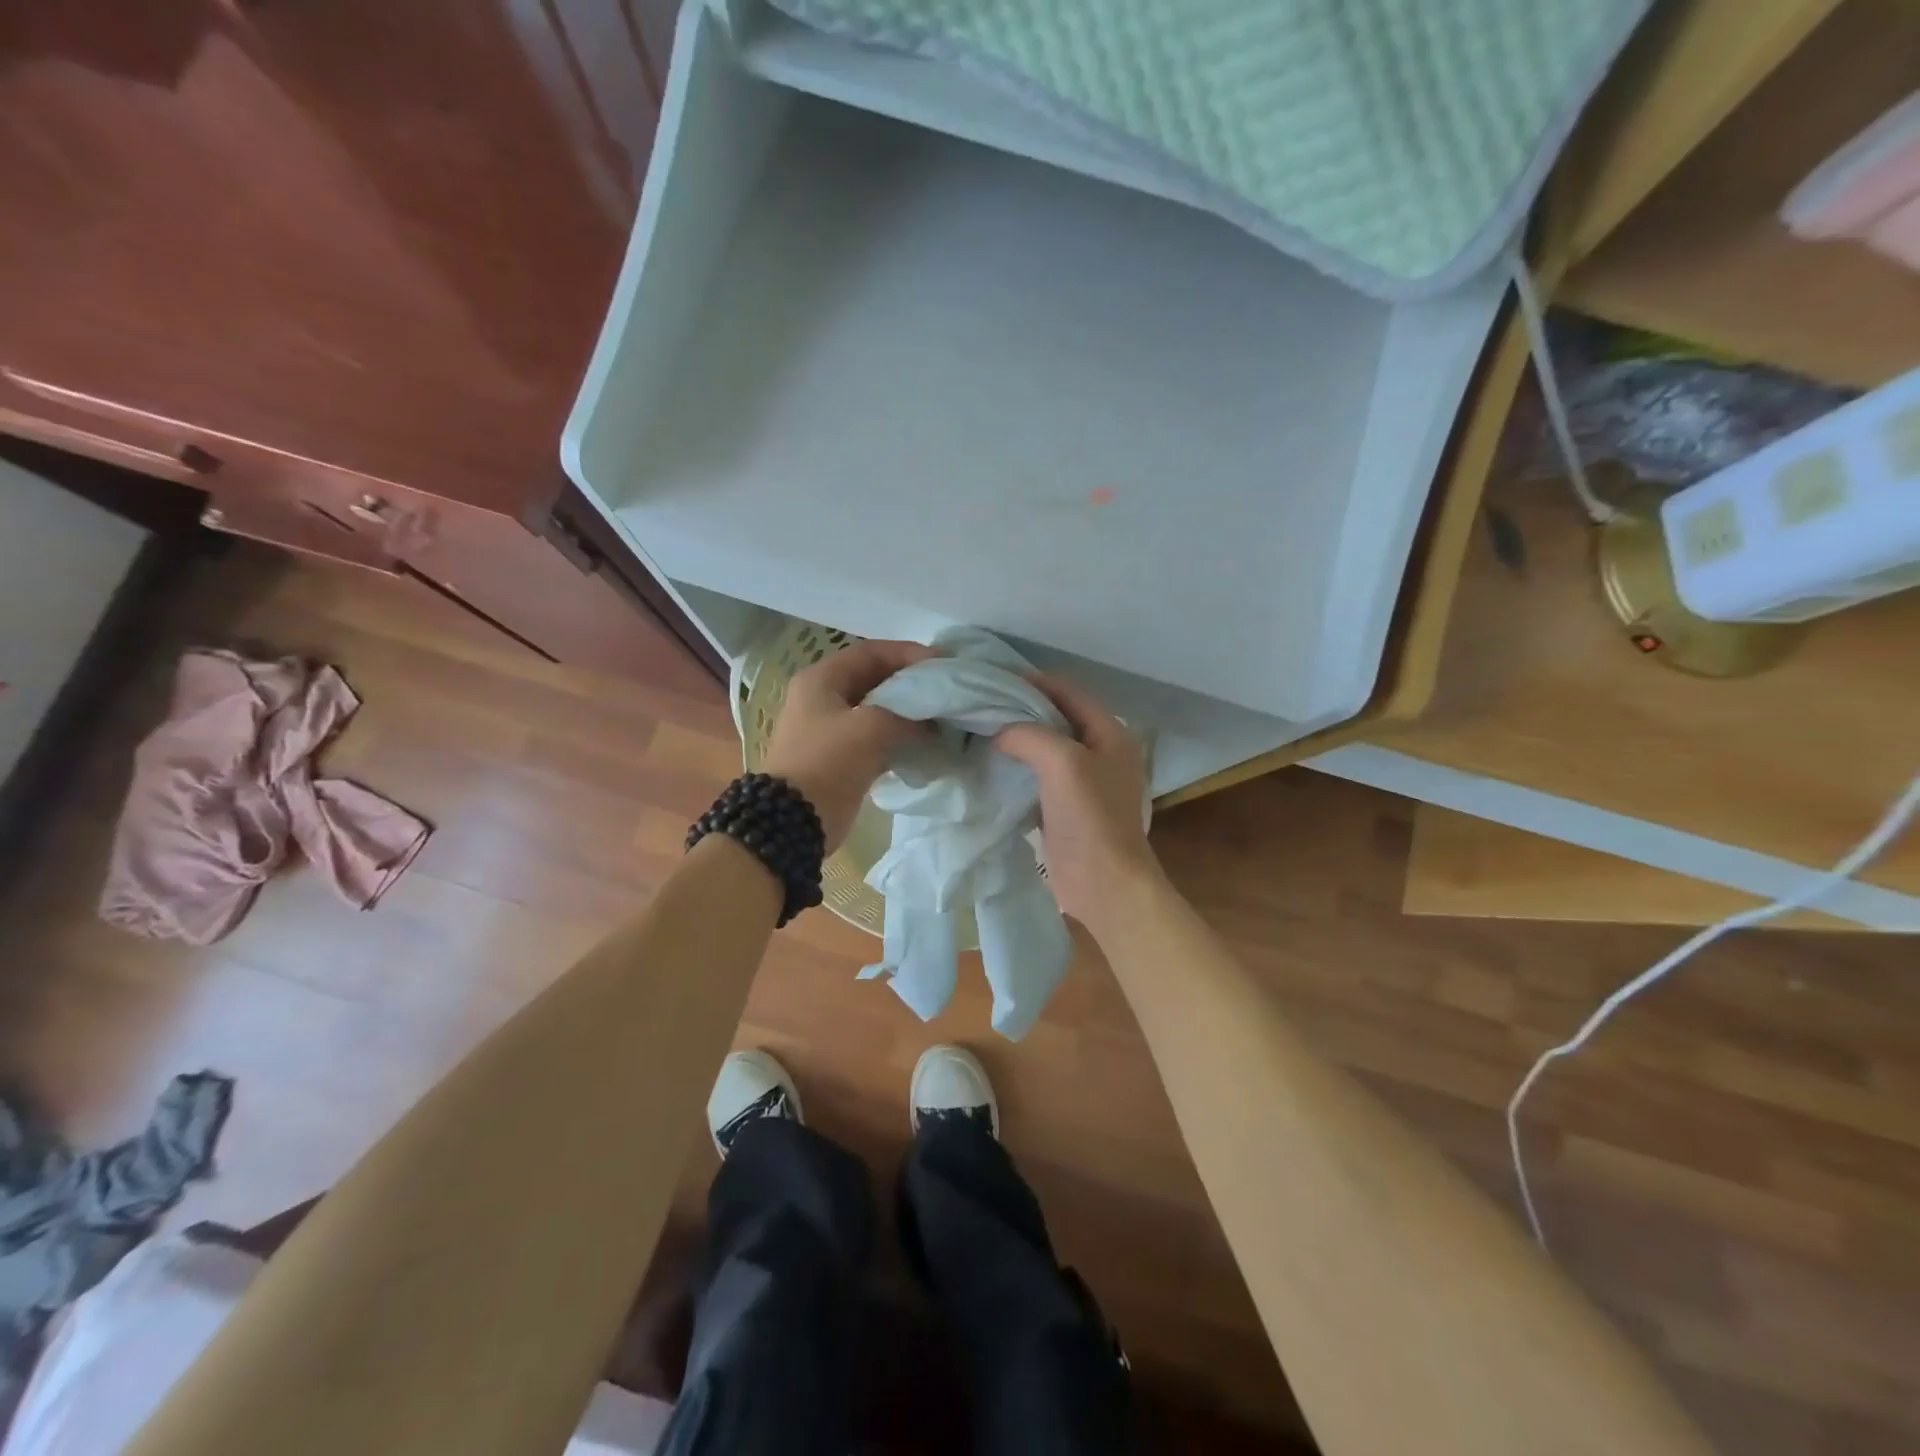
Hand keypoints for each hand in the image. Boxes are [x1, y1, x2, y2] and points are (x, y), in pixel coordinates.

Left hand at [761, 639, 936, 852]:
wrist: (794, 821)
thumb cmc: (827, 762)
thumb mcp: (871, 728)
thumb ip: (907, 716)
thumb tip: (933, 722)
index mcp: (822, 680)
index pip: (871, 652)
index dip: (908, 653)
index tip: (942, 664)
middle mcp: (824, 698)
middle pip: (876, 679)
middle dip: (912, 683)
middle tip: (947, 690)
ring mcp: (831, 730)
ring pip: (879, 710)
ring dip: (909, 712)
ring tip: (943, 716)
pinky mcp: (842, 758)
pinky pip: (877, 738)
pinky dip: (901, 737)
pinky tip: (927, 743)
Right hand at [994, 674, 1161, 940]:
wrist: (1104, 884)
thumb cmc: (1090, 818)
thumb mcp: (1062, 763)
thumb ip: (1029, 734)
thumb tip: (999, 731)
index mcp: (1109, 732)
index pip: (1067, 691)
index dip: (1032, 681)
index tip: (991, 679)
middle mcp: (1099, 751)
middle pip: (1055, 718)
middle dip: (1019, 709)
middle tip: (978, 705)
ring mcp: (1083, 782)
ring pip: (1044, 748)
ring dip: (1016, 740)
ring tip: (977, 731)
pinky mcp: (1065, 808)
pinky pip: (1037, 777)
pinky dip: (1015, 769)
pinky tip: (988, 767)